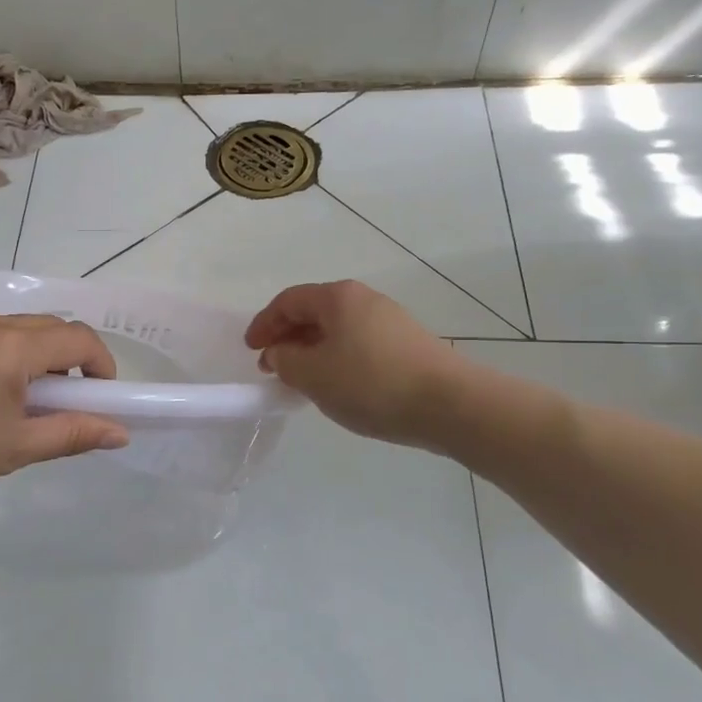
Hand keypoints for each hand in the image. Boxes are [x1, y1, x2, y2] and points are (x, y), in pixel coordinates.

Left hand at [0, 313, 129, 522]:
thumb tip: (119, 432)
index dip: (100, 363)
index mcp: (8, 347)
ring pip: (1, 326)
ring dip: (20, 354)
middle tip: (55, 402)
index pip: (77, 338)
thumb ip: (71, 434)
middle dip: (62, 359)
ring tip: (2, 399)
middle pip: (42, 326)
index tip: (99, 395)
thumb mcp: (12, 450)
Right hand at [245, 281, 472, 450]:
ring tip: (302, 378)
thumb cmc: (371, 383)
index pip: (288, 301)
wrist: (450, 404)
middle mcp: (364, 299)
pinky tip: (338, 385)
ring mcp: (390, 320)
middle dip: (288, 336)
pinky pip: (358, 343)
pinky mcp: (407, 344)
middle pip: (314, 311)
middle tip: (273, 365)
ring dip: (313, 350)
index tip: (251, 350)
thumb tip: (279, 353)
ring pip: (338, 329)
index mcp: (338, 297)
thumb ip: (285, 361)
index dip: (264, 324)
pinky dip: (337, 358)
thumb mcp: (313, 375)